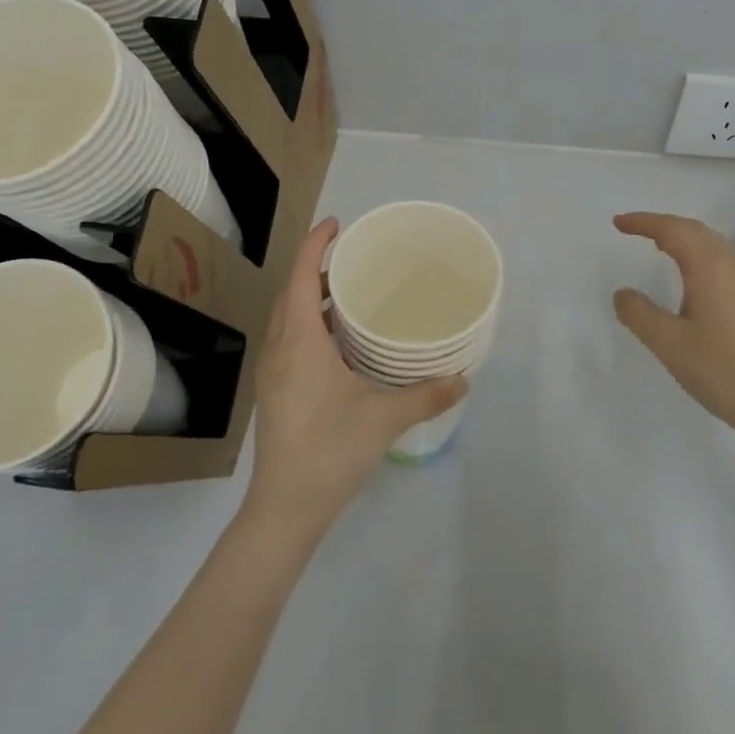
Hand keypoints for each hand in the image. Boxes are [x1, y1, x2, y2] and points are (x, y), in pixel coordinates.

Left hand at [244, 219, 466, 536]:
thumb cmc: (330, 452)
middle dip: (317, 267)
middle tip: (353, 257)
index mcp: (299, 341)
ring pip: (287, 317)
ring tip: (349, 292)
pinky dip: (308, 322)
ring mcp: (271, 372)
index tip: (338, 224)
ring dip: (311, 296)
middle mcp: (279, 348)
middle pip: (292, 291)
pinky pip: (288, 338)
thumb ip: (426, 395)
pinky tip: (337, 340)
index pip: (303, 276)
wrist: (284, 509)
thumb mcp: (384, 419)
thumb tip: (463, 378)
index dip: (316, 244)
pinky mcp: (273, 391)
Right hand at [612, 211, 734, 440]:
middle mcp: (731, 265)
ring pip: (712, 244)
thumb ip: (639, 314)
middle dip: (663, 224)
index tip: (617, 223)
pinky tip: (693, 277)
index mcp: (709, 267)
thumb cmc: (722, 369)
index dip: (643, 222)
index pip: (672, 230)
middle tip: (635, 229)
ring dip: (684, 237)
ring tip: (660, 246)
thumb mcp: (669, 343)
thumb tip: (622, 294)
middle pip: (695, 230)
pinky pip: (723, 261)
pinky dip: (699, 254)